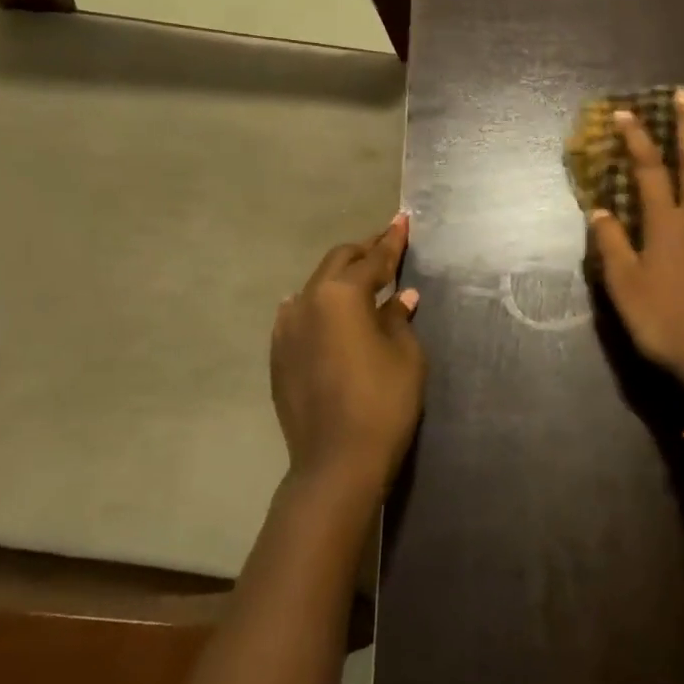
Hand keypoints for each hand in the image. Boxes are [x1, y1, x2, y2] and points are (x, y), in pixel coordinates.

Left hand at [270, 214, 425, 499]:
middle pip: (338, 263)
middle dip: (364, 252)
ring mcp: (286, 328)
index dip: (392, 241)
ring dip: (340, 278)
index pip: (373, 259)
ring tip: (362, 279)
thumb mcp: (406, 355)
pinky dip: (320, 305)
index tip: (403, 221)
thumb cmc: (383, 402)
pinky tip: (330, 312)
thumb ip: (399, 318)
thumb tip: (400, 297)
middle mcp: (307, 301)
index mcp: (342, 295)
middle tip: (387, 245)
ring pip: (315, 287)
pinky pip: (300, 314)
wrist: (336, 461)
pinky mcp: (278, 354)